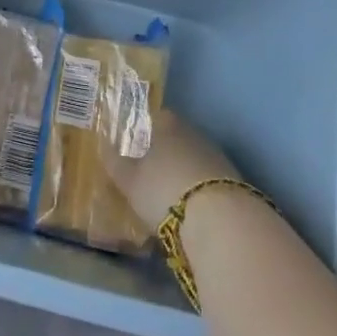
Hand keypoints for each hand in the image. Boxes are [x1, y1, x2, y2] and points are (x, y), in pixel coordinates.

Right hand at [109, 109, 238, 230]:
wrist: (219, 219)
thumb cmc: (164, 190)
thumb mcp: (130, 181)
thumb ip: (115, 162)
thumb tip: (103, 145)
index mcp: (167, 124)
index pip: (154, 116)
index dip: (143, 129)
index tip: (133, 145)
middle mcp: (193, 132)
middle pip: (175, 136)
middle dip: (164, 151)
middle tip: (148, 172)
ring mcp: (216, 154)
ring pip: (193, 157)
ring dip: (183, 170)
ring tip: (169, 193)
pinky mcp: (233, 180)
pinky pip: (208, 178)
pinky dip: (198, 188)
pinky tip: (191, 207)